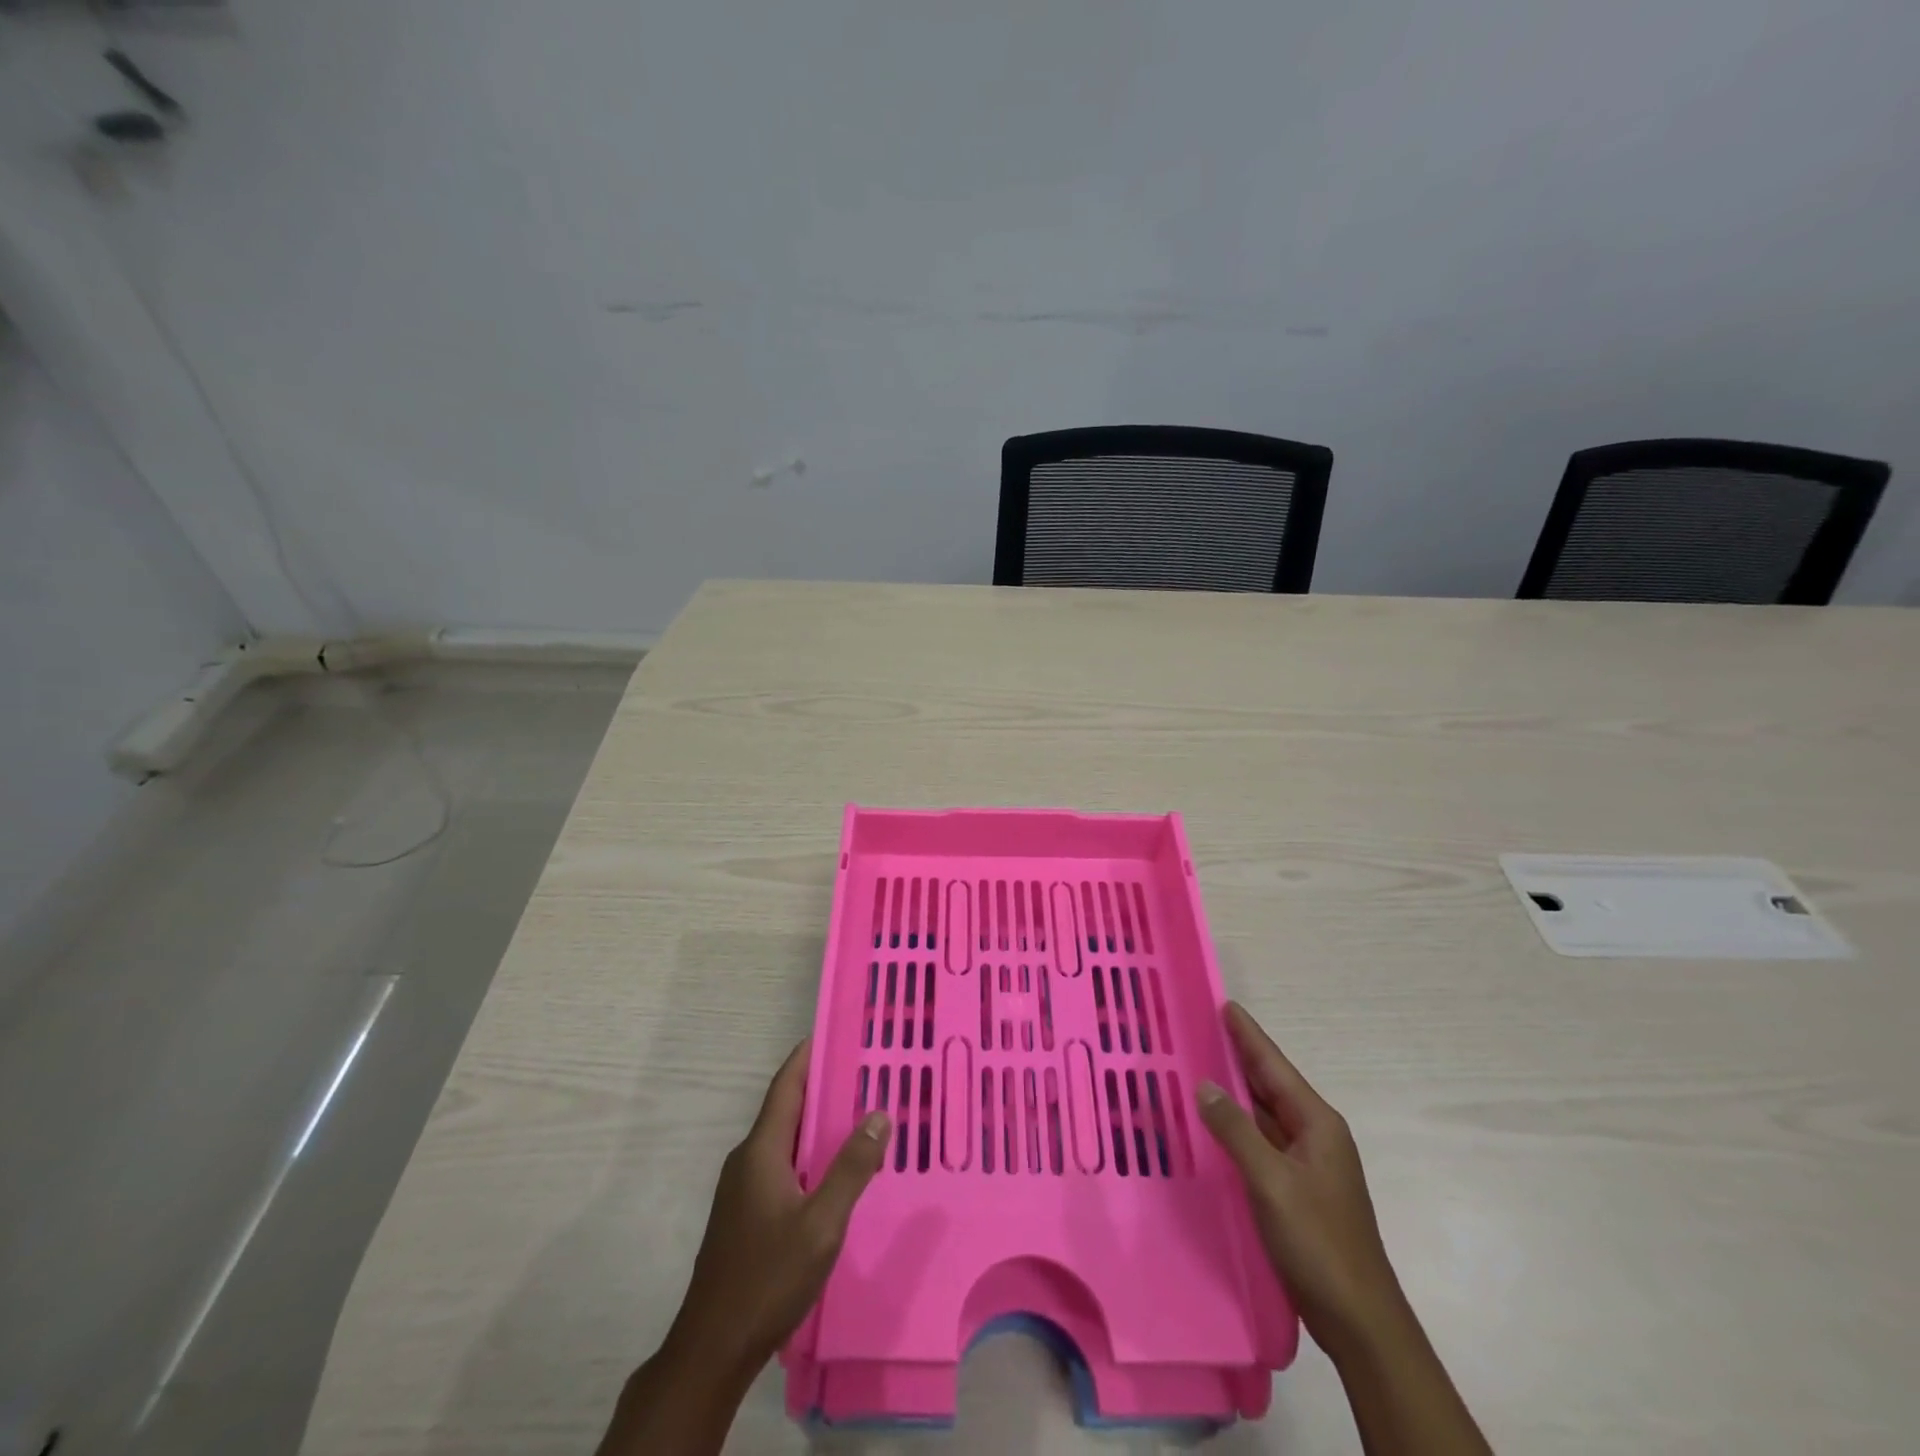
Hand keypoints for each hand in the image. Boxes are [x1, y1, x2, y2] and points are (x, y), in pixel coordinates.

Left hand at [664, 1040, 891, 1377]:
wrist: (712, 1349)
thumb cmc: (768, 1278)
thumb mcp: (822, 1224)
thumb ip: (851, 1167)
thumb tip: (879, 1112)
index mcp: (761, 1151)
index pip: (786, 1086)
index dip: (807, 1056)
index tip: (835, 1032)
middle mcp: (747, 1160)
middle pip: (786, 1109)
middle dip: (821, 1087)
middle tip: (863, 1073)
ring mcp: (742, 1189)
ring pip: (785, 1140)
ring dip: (817, 1124)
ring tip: (858, 1116)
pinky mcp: (745, 1215)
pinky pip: (781, 1166)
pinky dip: (809, 1154)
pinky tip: (834, 1171)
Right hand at [1197, 1002, 1405, 1357]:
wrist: (1358, 1319)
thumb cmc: (1319, 1242)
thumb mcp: (1271, 1182)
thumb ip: (1236, 1130)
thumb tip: (1205, 1085)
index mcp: (1316, 1123)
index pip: (1274, 1066)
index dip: (1248, 1035)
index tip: (1224, 1005)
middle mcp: (1313, 1135)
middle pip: (1269, 1086)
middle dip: (1237, 1057)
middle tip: (1199, 1030)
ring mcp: (1306, 1164)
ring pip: (1263, 1115)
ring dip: (1234, 1092)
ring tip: (1197, 1067)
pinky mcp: (1295, 1189)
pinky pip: (1260, 1143)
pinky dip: (1236, 1127)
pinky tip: (1212, 1125)